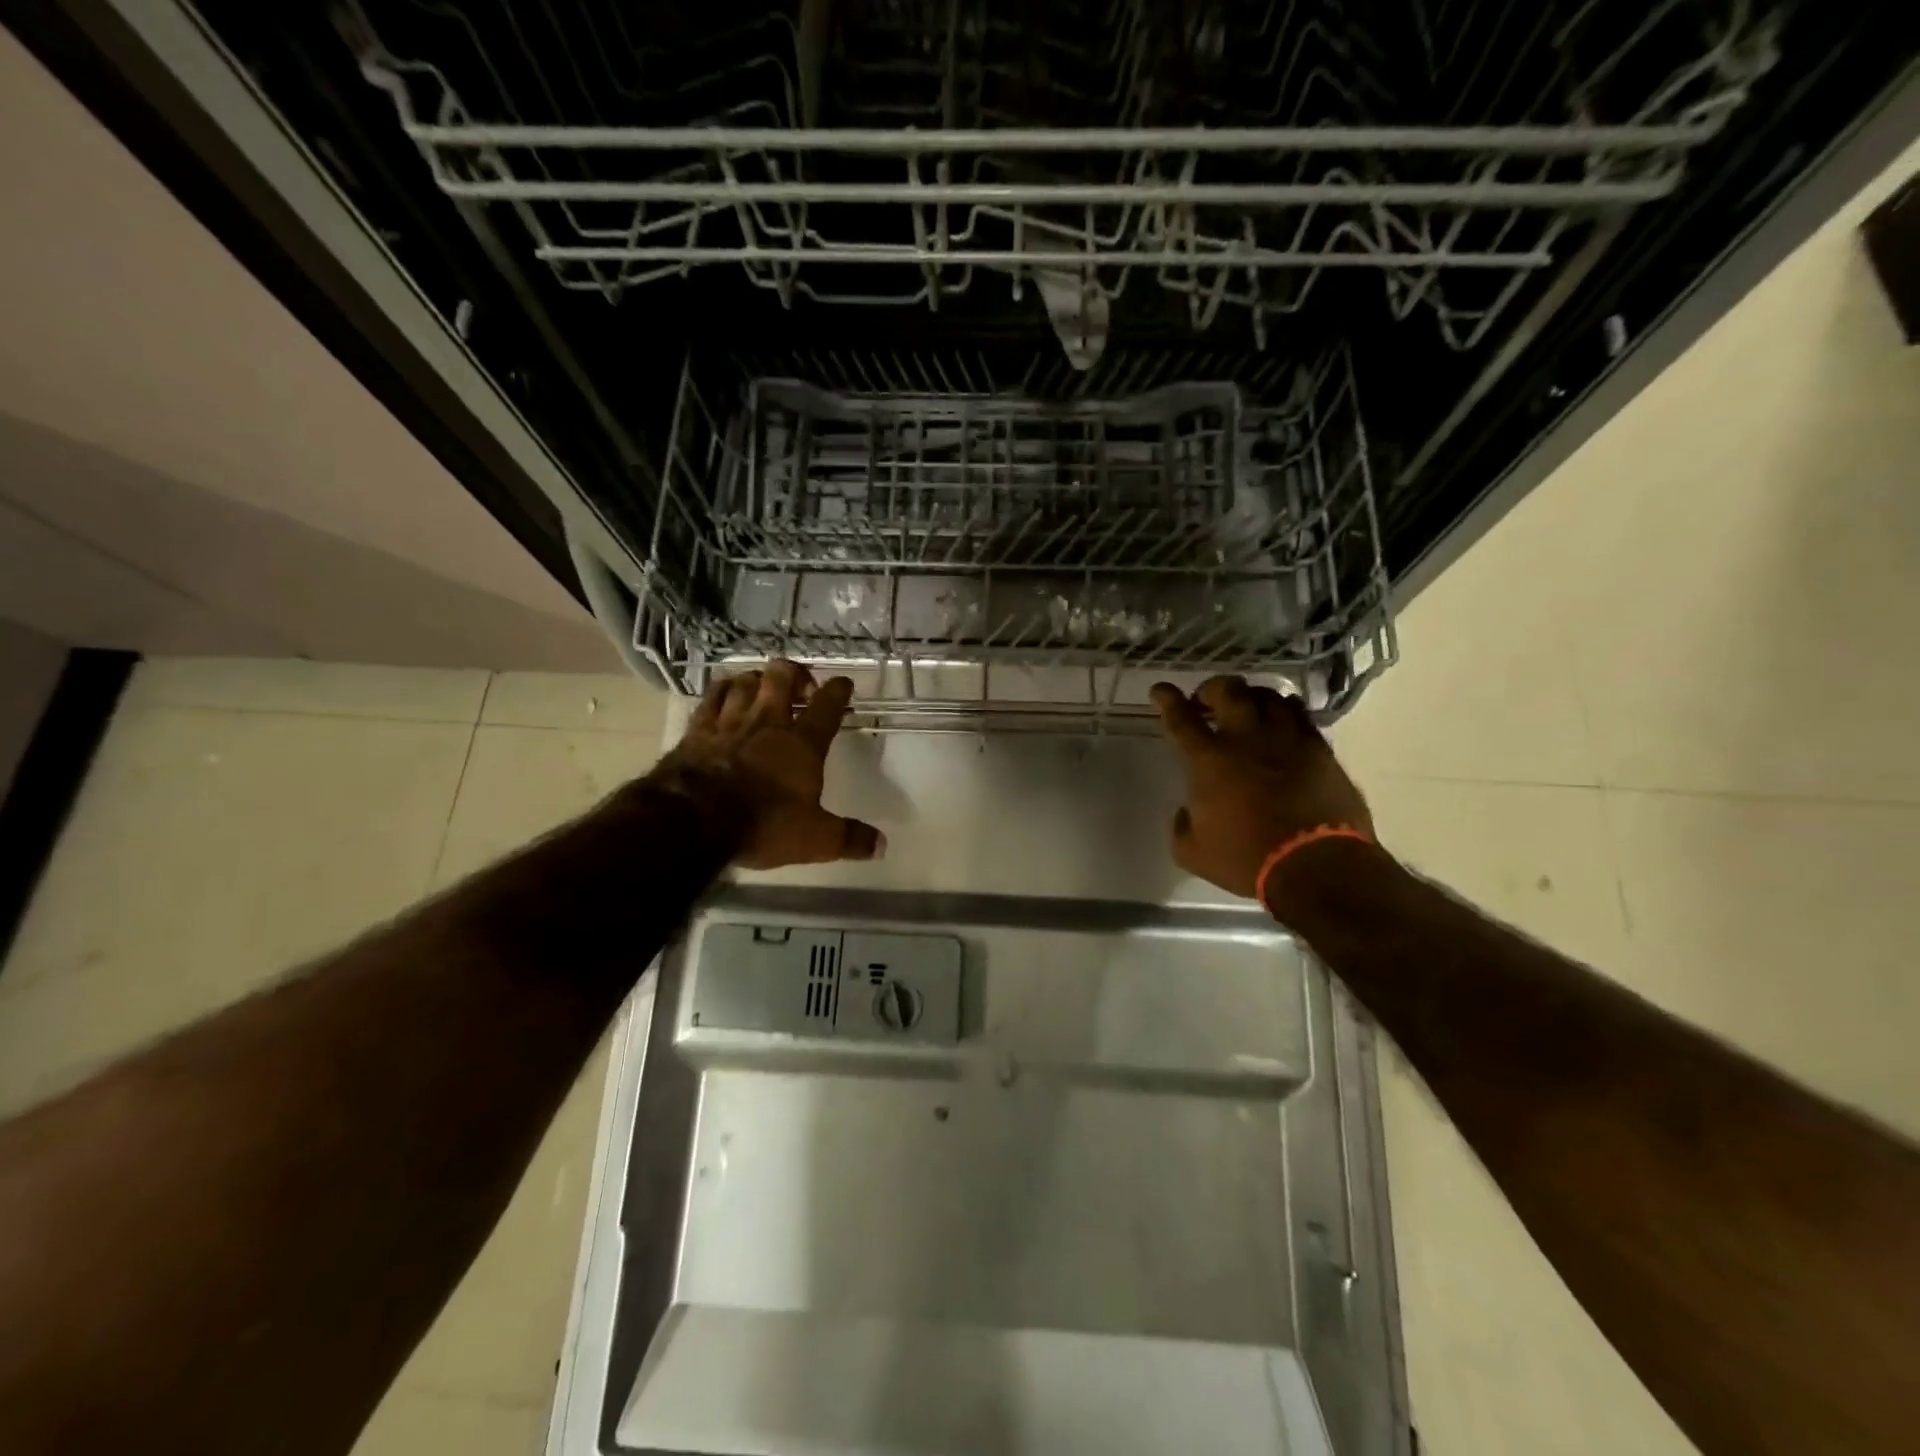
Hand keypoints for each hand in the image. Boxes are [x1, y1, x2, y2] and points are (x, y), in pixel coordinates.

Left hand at [649, 660, 883, 870]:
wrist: (693, 820)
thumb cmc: (762, 824)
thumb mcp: (815, 839)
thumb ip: (849, 838)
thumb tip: (882, 845)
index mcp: (802, 743)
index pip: (827, 706)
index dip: (838, 691)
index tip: (844, 684)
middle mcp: (767, 722)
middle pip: (782, 678)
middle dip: (795, 673)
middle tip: (801, 684)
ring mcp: (729, 722)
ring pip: (745, 681)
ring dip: (758, 679)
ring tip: (763, 685)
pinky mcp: (697, 730)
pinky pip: (711, 697)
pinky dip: (722, 690)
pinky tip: (725, 692)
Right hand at [1152, 676, 1373, 899]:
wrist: (1316, 865)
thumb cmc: (1246, 859)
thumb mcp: (1193, 852)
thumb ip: (1182, 825)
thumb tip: (1187, 811)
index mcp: (1209, 761)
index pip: (1180, 718)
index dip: (1167, 700)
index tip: (1160, 691)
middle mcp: (1246, 739)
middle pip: (1228, 691)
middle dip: (1212, 688)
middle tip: (1207, 700)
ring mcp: (1286, 739)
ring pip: (1268, 696)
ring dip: (1252, 697)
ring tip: (1248, 708)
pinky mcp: (1319, 749)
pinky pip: (1300, 715)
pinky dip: (1286, 712)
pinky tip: (1283, 723)